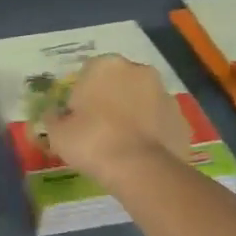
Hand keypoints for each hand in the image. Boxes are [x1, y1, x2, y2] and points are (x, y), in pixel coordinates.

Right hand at [41, 54, 190, 182]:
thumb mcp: (57, 133)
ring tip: (121, 144)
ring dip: (133, 114)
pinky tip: (140, 153)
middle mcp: (138, 71)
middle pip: (118, 83)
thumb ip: (54, 118)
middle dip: (110, 99)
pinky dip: (151, 131)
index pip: (87, 74)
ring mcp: (165, 94)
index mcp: (105, 66)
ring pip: (142, 100)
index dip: (81, 96)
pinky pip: (159, 121)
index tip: (77, 118)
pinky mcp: (182, 118)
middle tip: (99, 129)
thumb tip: (54, 114)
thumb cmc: (92, 142)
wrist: (140, 169)